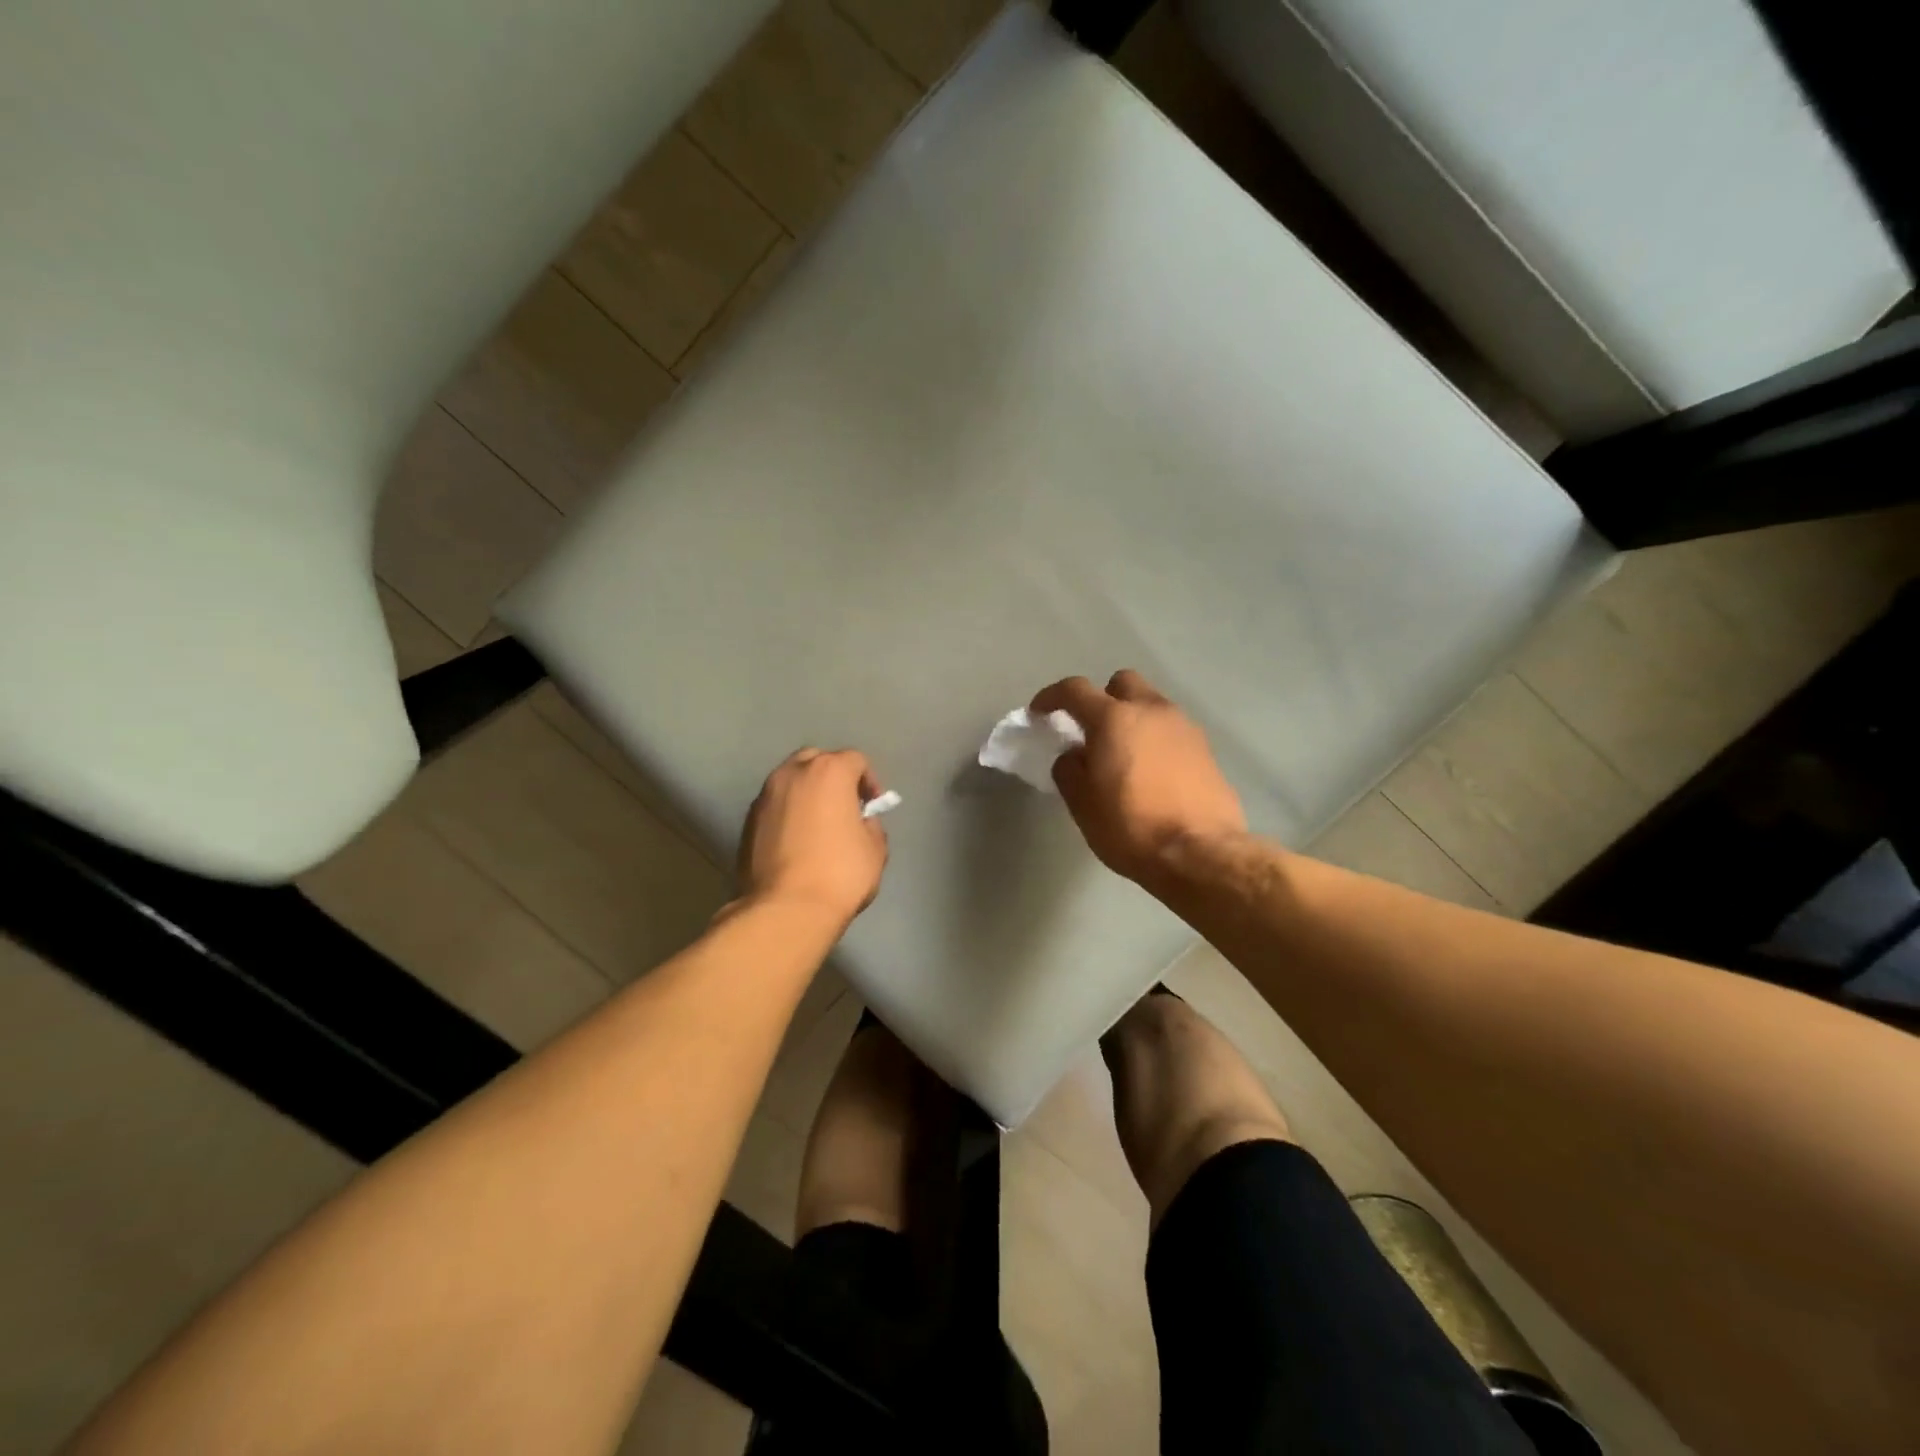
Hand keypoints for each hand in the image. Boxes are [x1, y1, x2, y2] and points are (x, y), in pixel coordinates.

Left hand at [737, 749, 889, 928]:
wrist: (785, 909)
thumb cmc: (840, 874)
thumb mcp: (875, 849)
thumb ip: (870, 825)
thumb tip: (860, 822)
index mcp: (829, 772)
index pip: (855, 760)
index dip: (869, 781)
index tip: (872, 807)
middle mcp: (792, 774)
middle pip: (816, 760)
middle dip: (832, 777)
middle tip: (843, 806)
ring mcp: (765, 796)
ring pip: (790, 781)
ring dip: (806, 794)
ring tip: (817, 824)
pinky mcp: (747, 821)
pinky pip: (774, 806)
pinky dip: (787, 813)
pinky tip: (796, 841)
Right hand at [1030, 671, 1245, 884]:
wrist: (1202, 854)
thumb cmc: (1131, 827)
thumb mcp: (1082, 804)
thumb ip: (1069, 769)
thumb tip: (1074, 755)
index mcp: (1114, 718)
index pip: (1074, 690)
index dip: (1051, 697)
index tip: (1039, 713)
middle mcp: (1151, 710)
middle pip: (1122, 683)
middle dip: (1102, 698)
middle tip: (1091, 730)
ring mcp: (1184, 727)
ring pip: (1150, 705)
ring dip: (1132, 719)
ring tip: (1122, 755)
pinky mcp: (1206, 749)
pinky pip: (1171, 730)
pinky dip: (1154, 739)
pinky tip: (1151, 772)